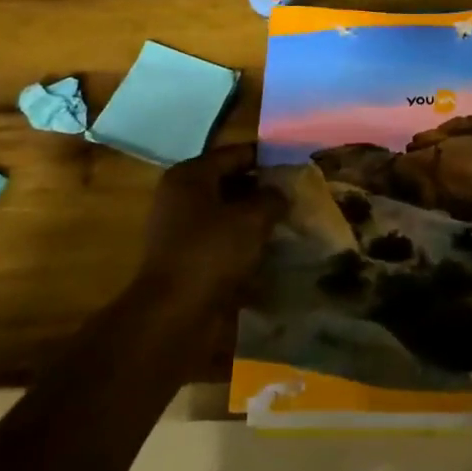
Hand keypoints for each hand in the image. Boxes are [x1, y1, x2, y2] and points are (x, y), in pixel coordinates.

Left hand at [139, 142, 283, 314]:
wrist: (174, 316)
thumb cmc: (211, 252)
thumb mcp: (251, 218)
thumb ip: (272, 198)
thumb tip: (282, 193)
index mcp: (190, 176)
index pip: (235, 154)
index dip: (266, 157)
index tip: (296, 164)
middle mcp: (181, 198)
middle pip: (230, 183)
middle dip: (263, 190)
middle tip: (297, 195)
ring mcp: (182, 231)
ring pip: (228, 215)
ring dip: (256, 219)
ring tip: (290, 223)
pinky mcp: (189, 261)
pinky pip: (223, 243)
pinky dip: (245, 245)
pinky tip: (272, 252)